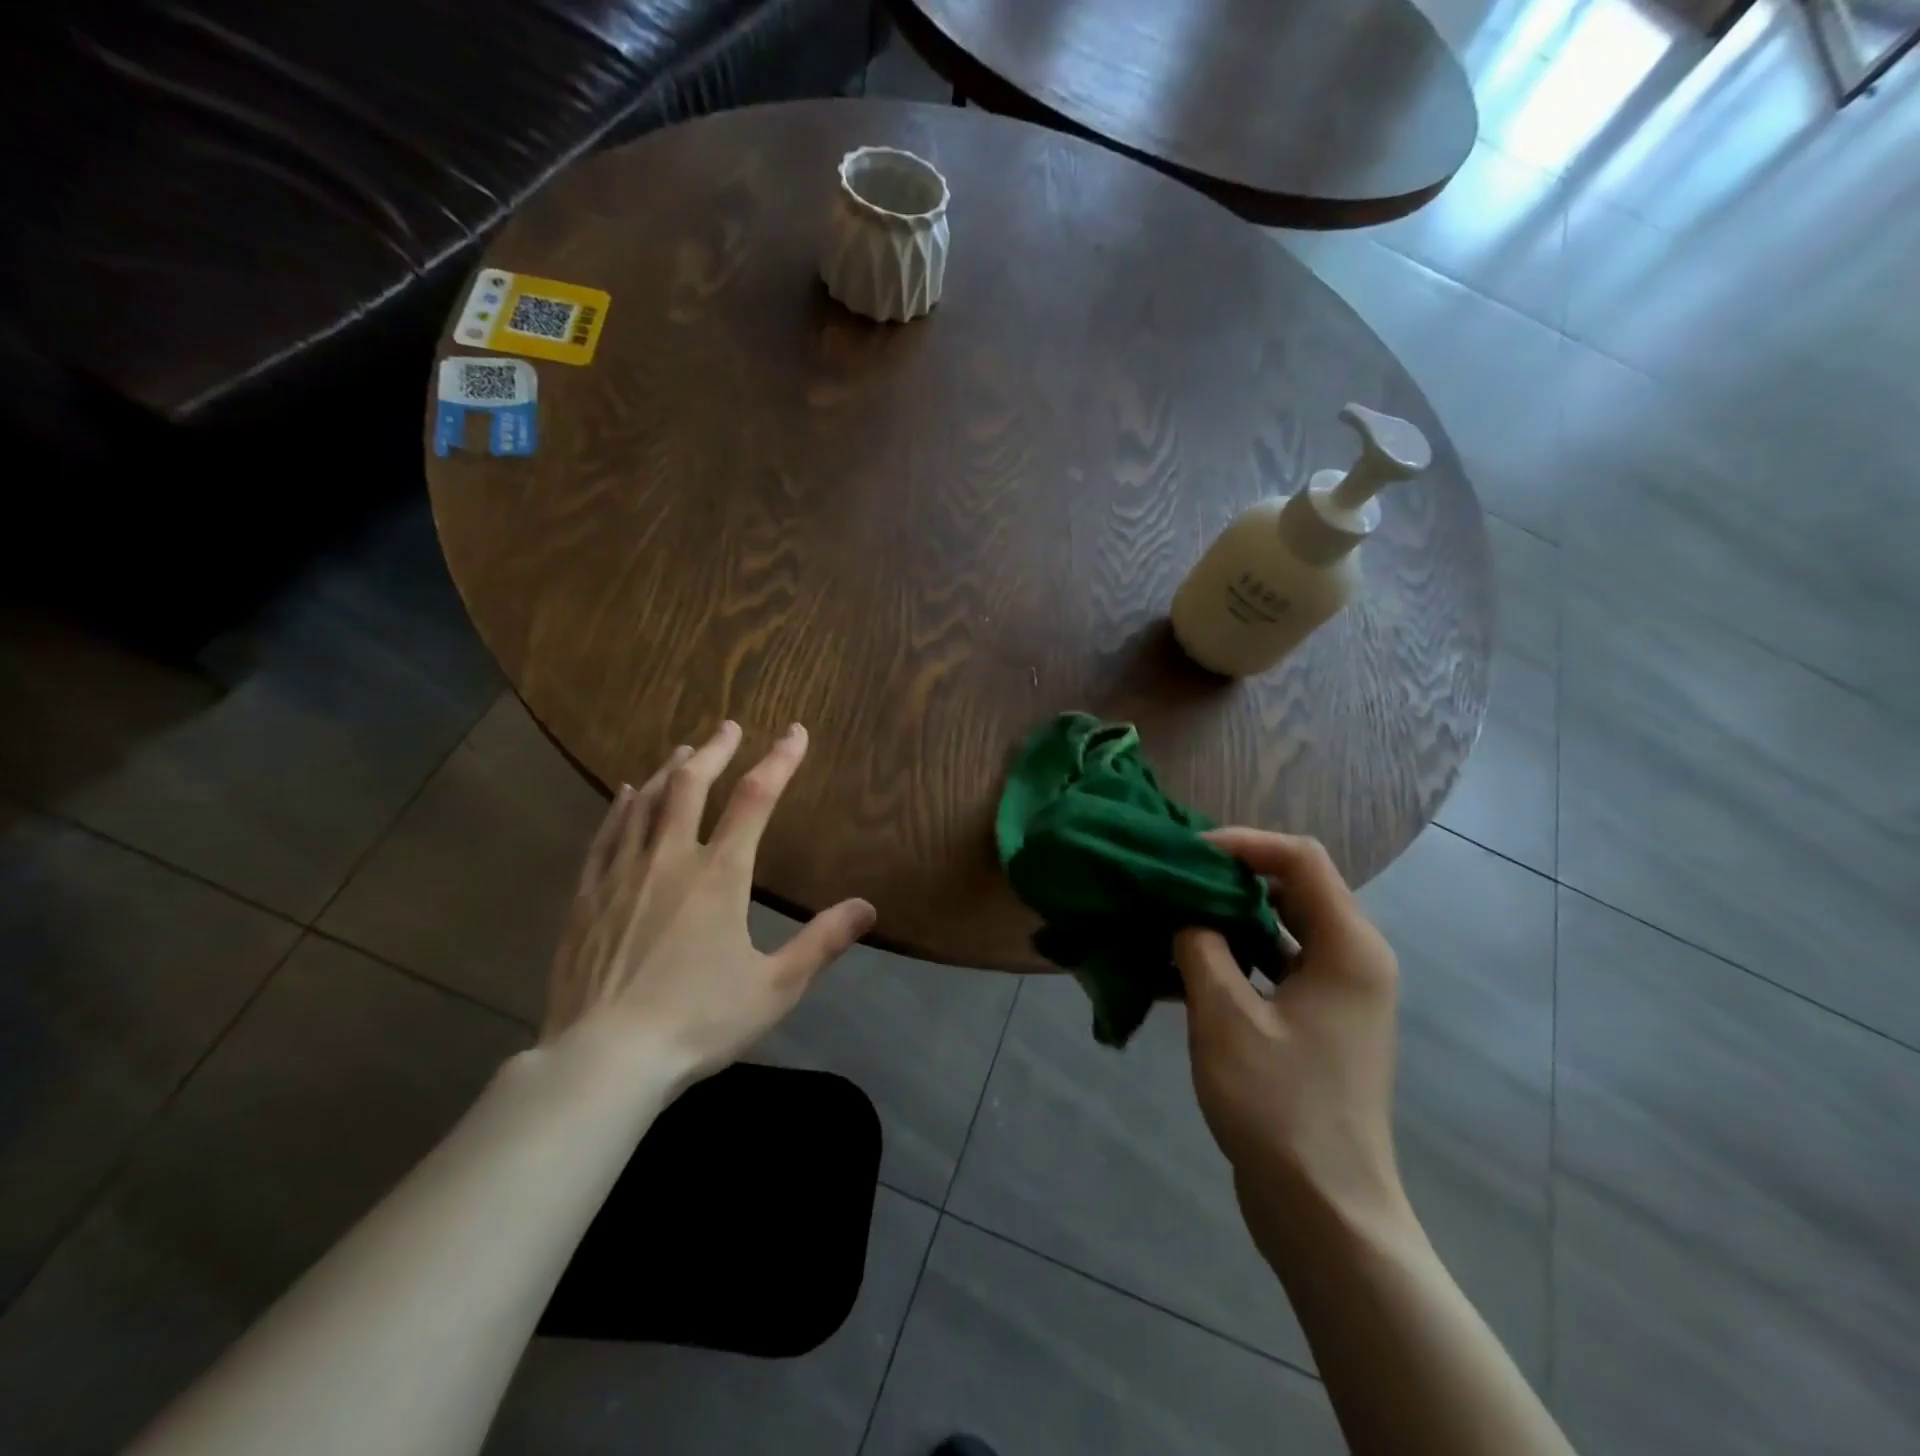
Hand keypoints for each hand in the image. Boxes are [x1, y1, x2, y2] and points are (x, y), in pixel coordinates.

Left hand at [541, 720, 875, 1089]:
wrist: (604, 1060)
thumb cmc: (697, 1022)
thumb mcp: (775, 988)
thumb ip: (822, 943)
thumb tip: (867, 908)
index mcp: (719, 875)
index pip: (756, 798)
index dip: (780, 760)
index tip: (795, 732)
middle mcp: (670, 859)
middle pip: (692, 784)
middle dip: (716, 750)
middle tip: (730, 726)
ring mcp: (622, 874)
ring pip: (647, 802)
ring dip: (670, 770)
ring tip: (685, 750)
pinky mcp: (588, 896)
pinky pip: (606, 835)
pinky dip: (622, 806)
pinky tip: (626, 794)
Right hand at [1173, 829, 1404, 1262]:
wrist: (1325, 1212)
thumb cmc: (1280, 1106)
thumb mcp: (1225, 1017)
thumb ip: (1200, 947)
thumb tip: (1187, 917)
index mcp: (1349, 947)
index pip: (1300, 859)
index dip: (1243, 843)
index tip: (1186, 852)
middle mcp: (1354, 959)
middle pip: (1292, 888)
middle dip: (1229, 877)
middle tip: (1171, 879)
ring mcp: (1338, 993)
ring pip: (1279, 927)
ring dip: (1227, 917)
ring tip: (1171, 915)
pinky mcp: (1320, 1021)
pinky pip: (1276, 966)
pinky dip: (1235, 956)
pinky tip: (1185, 966)